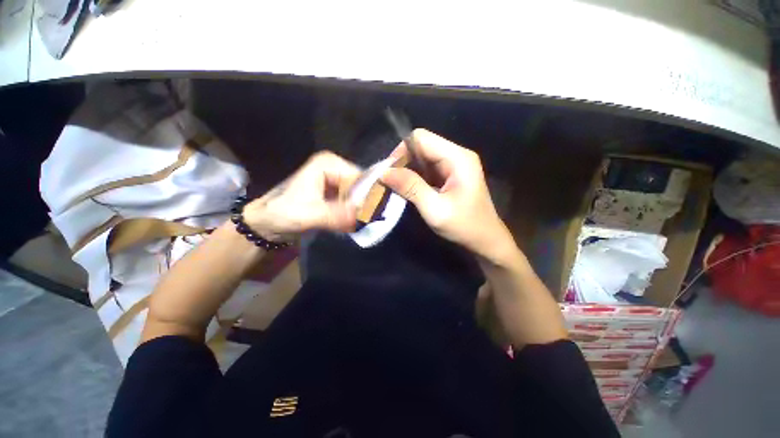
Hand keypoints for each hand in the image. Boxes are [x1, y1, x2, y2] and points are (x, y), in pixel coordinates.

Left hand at [242, 151, 360, 239]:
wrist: (269, 223)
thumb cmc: (284, 213)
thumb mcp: (310, 215)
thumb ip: (336, 215)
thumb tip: (364, 216)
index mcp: (329, 163)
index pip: (360, 177)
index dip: (367, 196)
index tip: (369, 216)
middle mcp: (336, 167)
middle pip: (361, 186)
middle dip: (364, 205)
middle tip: (363, 222)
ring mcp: (336, 179)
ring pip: (359, 195)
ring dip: (360, 210)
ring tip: (358, 223)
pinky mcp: (336, 192)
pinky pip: (354, 201)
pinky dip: (355, 212)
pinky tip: (353, 222)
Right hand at [381, 129, 514, 261]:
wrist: (485, 240)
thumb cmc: (464, 226)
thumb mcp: (435, 209)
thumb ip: (411, 188)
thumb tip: (383, 172)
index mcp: (457, 158)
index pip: (421, 139)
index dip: (401, 151)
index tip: (387, 172)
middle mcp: (456, 155)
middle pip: (421, 146)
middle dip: (402, 162)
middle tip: (389, 182)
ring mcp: (453, 165)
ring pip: (422, 158)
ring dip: (407, 170)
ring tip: (395, 187)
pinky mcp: (449, 175)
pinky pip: (427, 169)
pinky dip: (414, 177)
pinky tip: (407, 190)